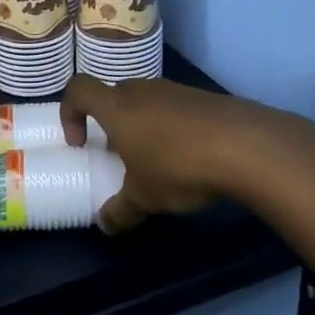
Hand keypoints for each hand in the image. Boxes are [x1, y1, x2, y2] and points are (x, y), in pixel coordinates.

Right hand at [60, 75, 296, 233]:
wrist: (244, 145)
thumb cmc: (177, 166)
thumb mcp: (144, 198)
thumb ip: (120, 211)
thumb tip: (105, 225)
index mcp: (117, 107)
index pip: (79, 89)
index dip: (70, 112)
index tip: (79, 142)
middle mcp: (142, 90)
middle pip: (114, 95)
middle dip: (110, 123)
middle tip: (119, 155)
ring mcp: (175, 90)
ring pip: (146, 101)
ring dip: (142, 125)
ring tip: (156, 160)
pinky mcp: (203, 97)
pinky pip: (175, 107)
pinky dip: (172, 127)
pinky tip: (189, 156)